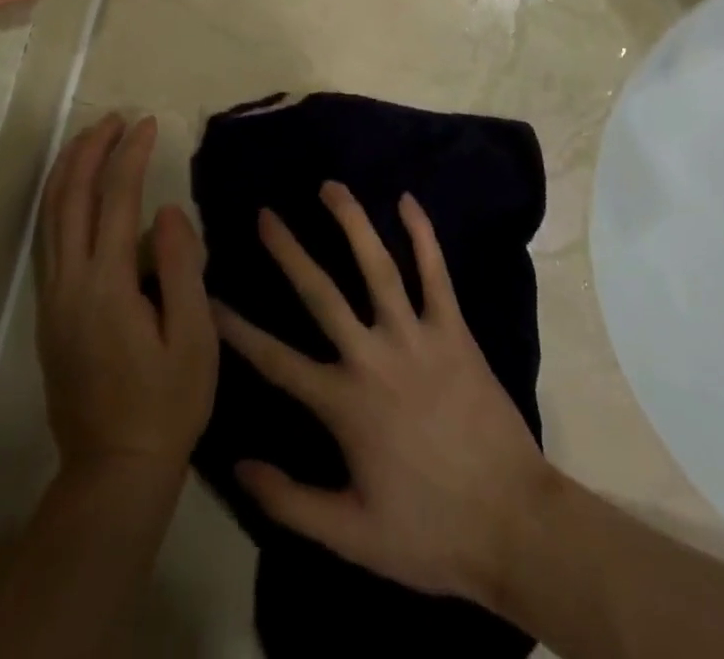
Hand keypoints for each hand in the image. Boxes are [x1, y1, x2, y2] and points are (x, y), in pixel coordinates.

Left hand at [36, 114, 217, 481]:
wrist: (114, 469)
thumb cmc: (167, 404)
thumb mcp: (193, 339)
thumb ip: (180, 267)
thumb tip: (166, 210)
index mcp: (107, 285)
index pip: (116, 200)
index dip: (131, 156)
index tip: (148, 124)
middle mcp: (69, 282)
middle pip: (69, 198)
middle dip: (90, 150)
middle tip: (114, 118)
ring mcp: (52, 297)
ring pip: (48, 215)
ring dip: (66, 170)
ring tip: (89, 137)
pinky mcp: (48, 312)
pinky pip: (46, 238)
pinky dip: (57, 200)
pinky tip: (72, 190)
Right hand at [213, 181, 551, 605]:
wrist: (516, 526)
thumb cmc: (431, 534)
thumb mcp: (352, 537)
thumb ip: (290, 501)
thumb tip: (237, 465)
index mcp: (344, 404)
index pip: (275, 360)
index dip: (237, 329)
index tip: (208, 297)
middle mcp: (373, 357)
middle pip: (321, 293)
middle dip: (289, 251)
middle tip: (266, 214)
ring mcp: (416, 337)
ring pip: (378, 267)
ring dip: (351, 222)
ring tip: (330, 186)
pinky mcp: (454, 331)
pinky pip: (436, 273)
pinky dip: (422, 235)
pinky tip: (407, 200)